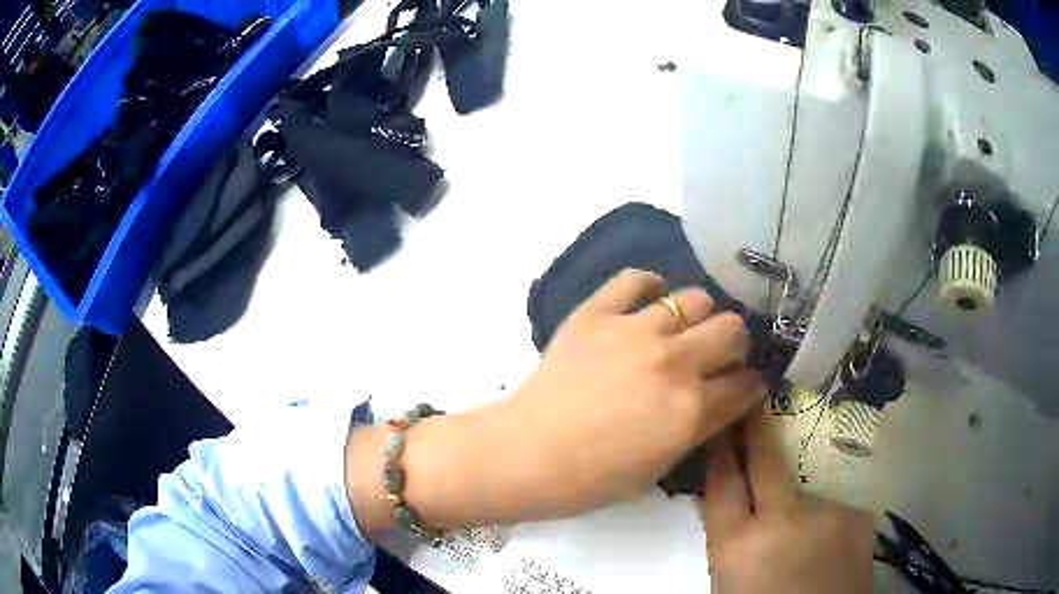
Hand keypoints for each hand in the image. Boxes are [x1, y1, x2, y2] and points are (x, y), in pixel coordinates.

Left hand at [502, 268, 762, 516]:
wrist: (527, 454)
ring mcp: (635, 331)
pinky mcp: (597, 313)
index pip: (746, 383)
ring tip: (680, 330)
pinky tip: (646, 302)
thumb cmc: (593, 478)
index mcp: (691, 409)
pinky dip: (648, 286)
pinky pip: (635, 278)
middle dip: (733, 344)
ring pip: (696, 298)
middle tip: (715, 355)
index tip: (744, 383)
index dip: (751, 383)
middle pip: (732, 329)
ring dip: (697, 316)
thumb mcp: (660, 467)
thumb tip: (718, 399)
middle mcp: (674, 361)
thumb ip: (696, 427)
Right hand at [701, 406, 874, 592]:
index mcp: (738, 547)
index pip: (722, 484)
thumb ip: (735, 540)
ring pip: (804, 492)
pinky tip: (826, 550)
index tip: (722, 423)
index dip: (720, 450)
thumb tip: (739, 504)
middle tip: (754, 399)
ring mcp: (827, 512)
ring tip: (802, 542)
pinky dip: (825, 523)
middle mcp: (783, 519)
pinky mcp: (857, 515)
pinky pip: (832, 510)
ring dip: (798, 507)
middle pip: (766, 460)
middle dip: (757, 428)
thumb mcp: (730, 582)